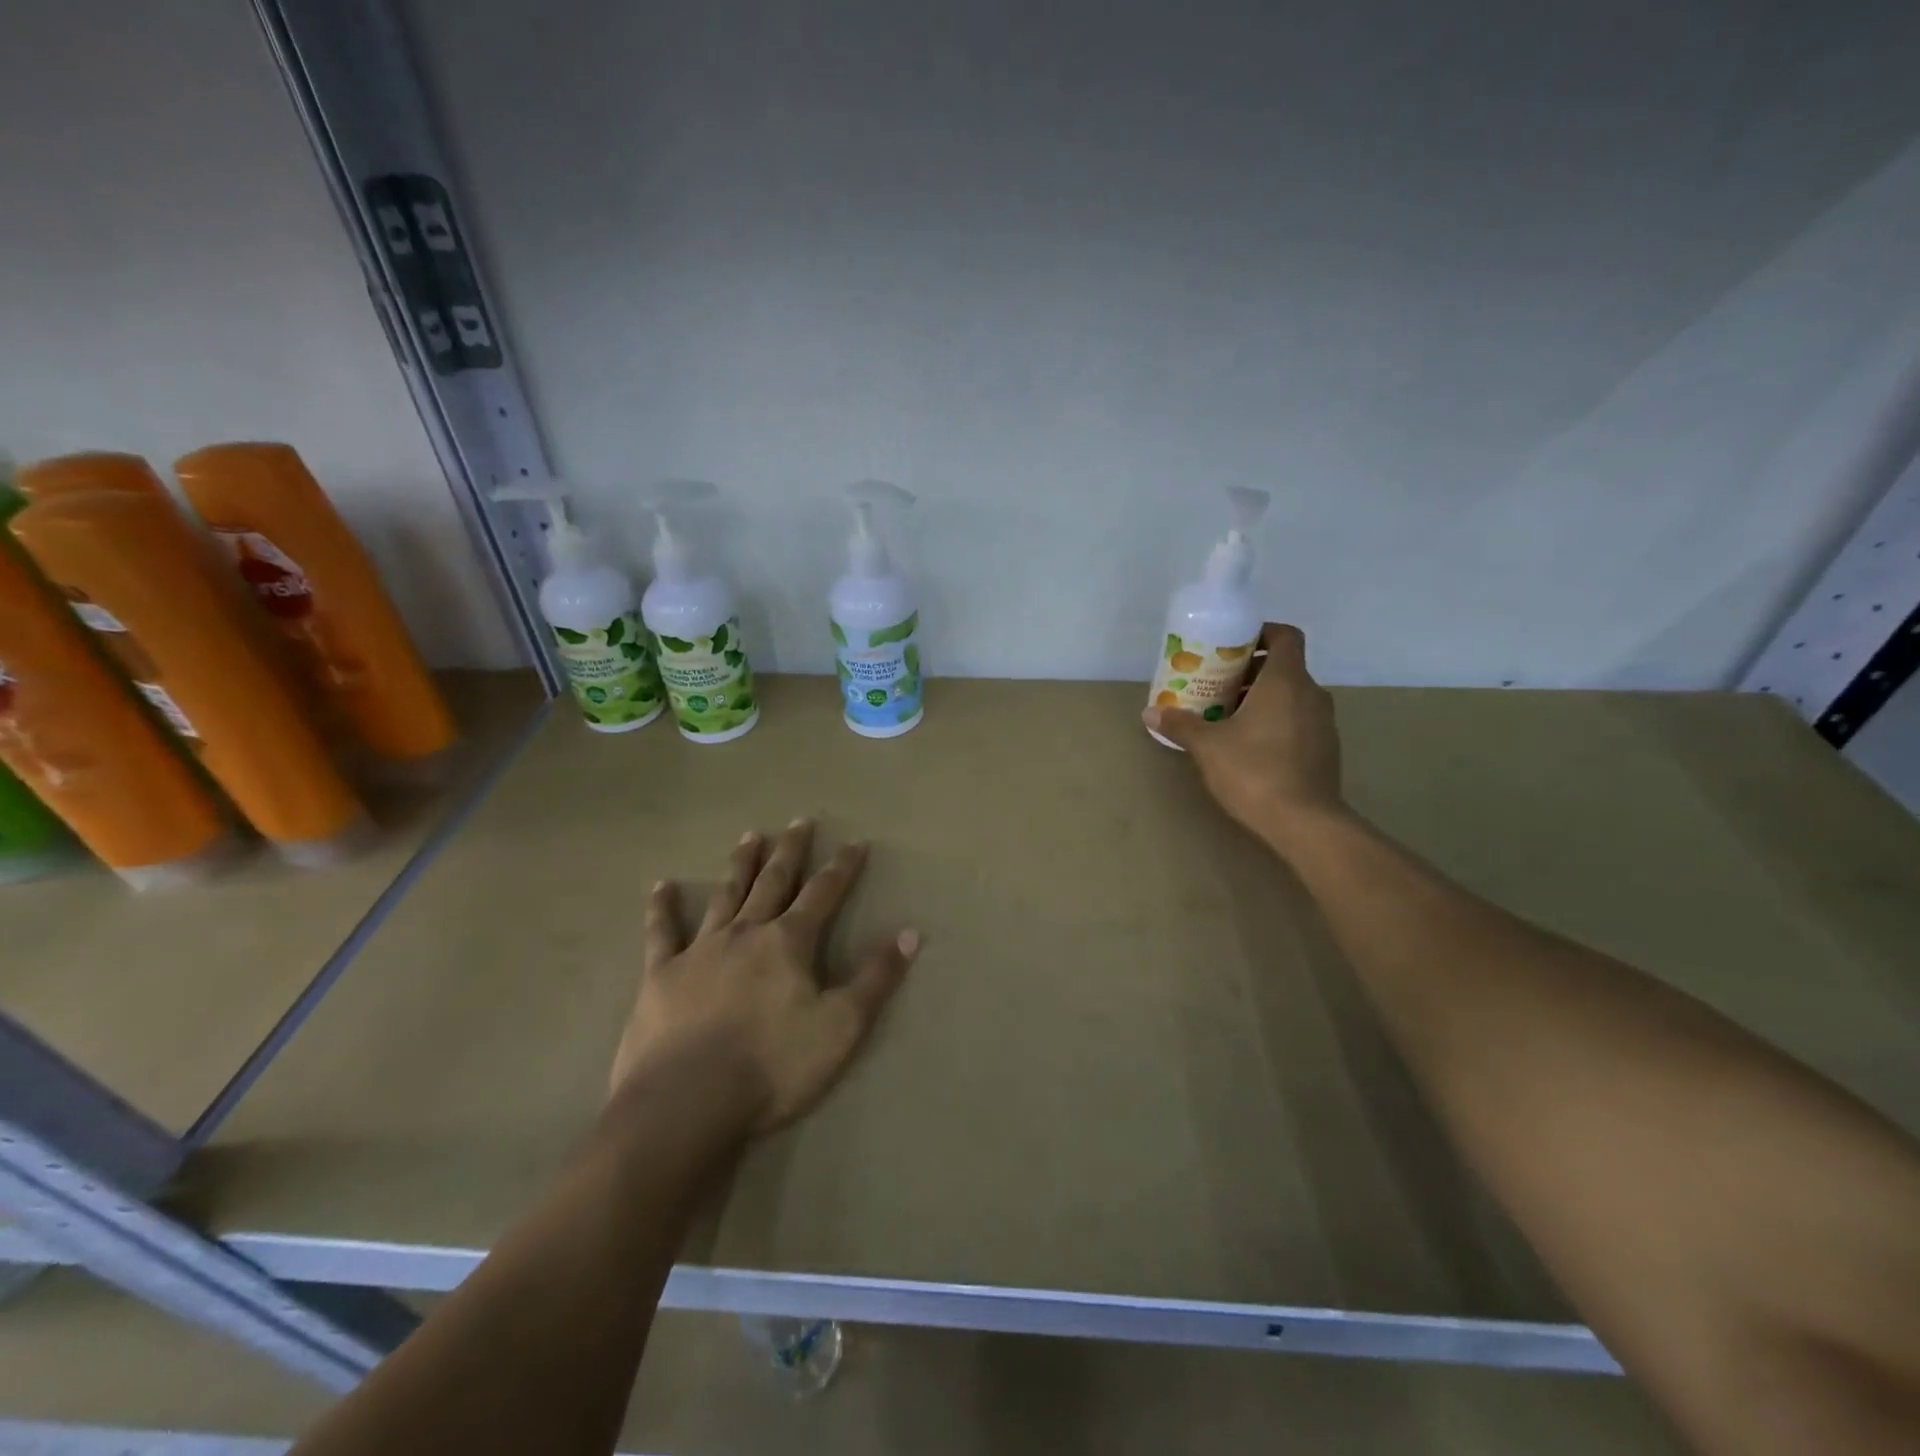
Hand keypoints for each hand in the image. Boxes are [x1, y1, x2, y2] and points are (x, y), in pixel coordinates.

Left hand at [611, 821, 918, 1135]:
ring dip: (739, 866)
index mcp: (788, 942)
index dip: (842, 867)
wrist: (687, 1102)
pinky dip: (662, 908)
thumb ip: (875, 978)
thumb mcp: (842, 1026)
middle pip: (773, 882)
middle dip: (790, 851)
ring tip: (749, 836)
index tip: (856, 843)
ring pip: (724, 896)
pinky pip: (661, 933)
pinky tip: (661, 886)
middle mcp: (745, 933)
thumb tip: (910, 933)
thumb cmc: (773, 1066)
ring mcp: (699, 950)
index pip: (823, 893)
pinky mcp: (660, 975)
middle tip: (799, 822)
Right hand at [1144, 622, 1348, 852]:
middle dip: (1249, 671)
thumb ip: (1180, 724)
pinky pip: (1298, 721)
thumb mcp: (1208, 746)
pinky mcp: (1325, 750)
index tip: (1233, 644)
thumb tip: (1150, 712)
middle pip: (1284, 667)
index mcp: (1286, 681)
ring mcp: (1323, 723)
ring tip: (1226, 716)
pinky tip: (1248, 745)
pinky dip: (1275, 721)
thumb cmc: (1255, 771)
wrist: (1305, 823)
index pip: (1285, 636)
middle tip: (1216, 684)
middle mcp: (1311, 694)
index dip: (1262, 632)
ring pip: (1291, 696)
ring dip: (1261, 698)